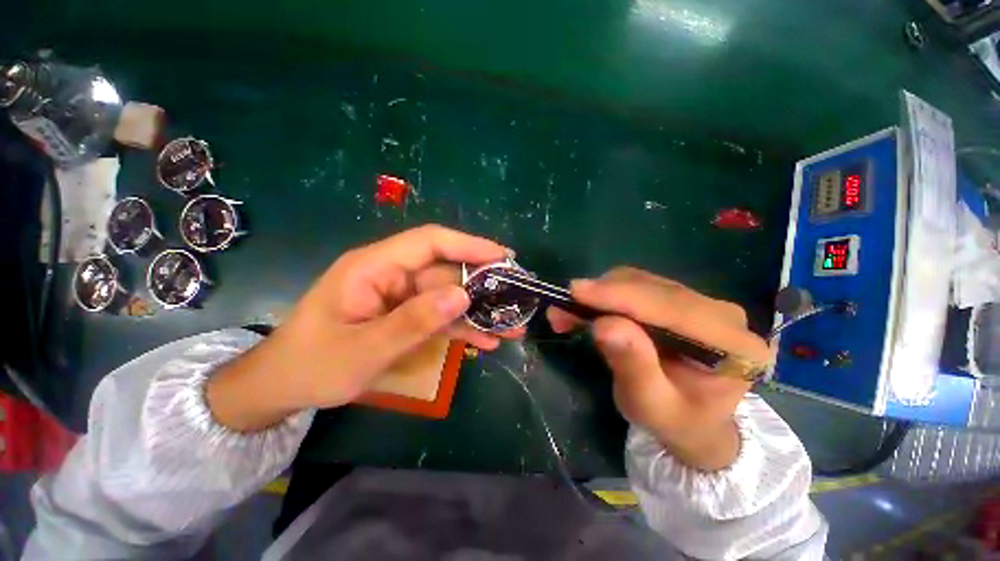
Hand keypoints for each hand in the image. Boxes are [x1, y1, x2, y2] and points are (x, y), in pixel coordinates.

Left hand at [207, 225, 519, 431]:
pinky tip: (487, 340)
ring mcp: (401, 296)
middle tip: (517, 296)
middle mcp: (392, 275)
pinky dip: (463, 327)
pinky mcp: (405, 315)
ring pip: (449, 296)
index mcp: (374, 267)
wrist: (284, 387)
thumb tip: (462, 297)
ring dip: (479, 311)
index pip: (430, 242)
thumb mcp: (363, 349)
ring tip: (512, 326)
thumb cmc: (313, 364)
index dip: (469, 245)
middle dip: (483, 285)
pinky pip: (440, 316)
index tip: (503, 256)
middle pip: (447, 271)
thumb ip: (413, 322)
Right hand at [547, 267, 771, 470]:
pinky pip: (637, 286)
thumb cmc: (675, 420)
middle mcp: (723, 315)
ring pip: (642, 282)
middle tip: (561, 308)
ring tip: (569, 313)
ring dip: (600, 294)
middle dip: (603, 296)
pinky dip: (606, 295)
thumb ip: (633, 365)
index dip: (621, 296)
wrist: (694, 421)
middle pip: (654, 289)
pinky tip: (586, 309)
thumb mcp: (650, 405)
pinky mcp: (679, 299)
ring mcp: (701, 302)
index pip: (673, 309)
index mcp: (735, 347)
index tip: (577, 291)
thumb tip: (603, 323)